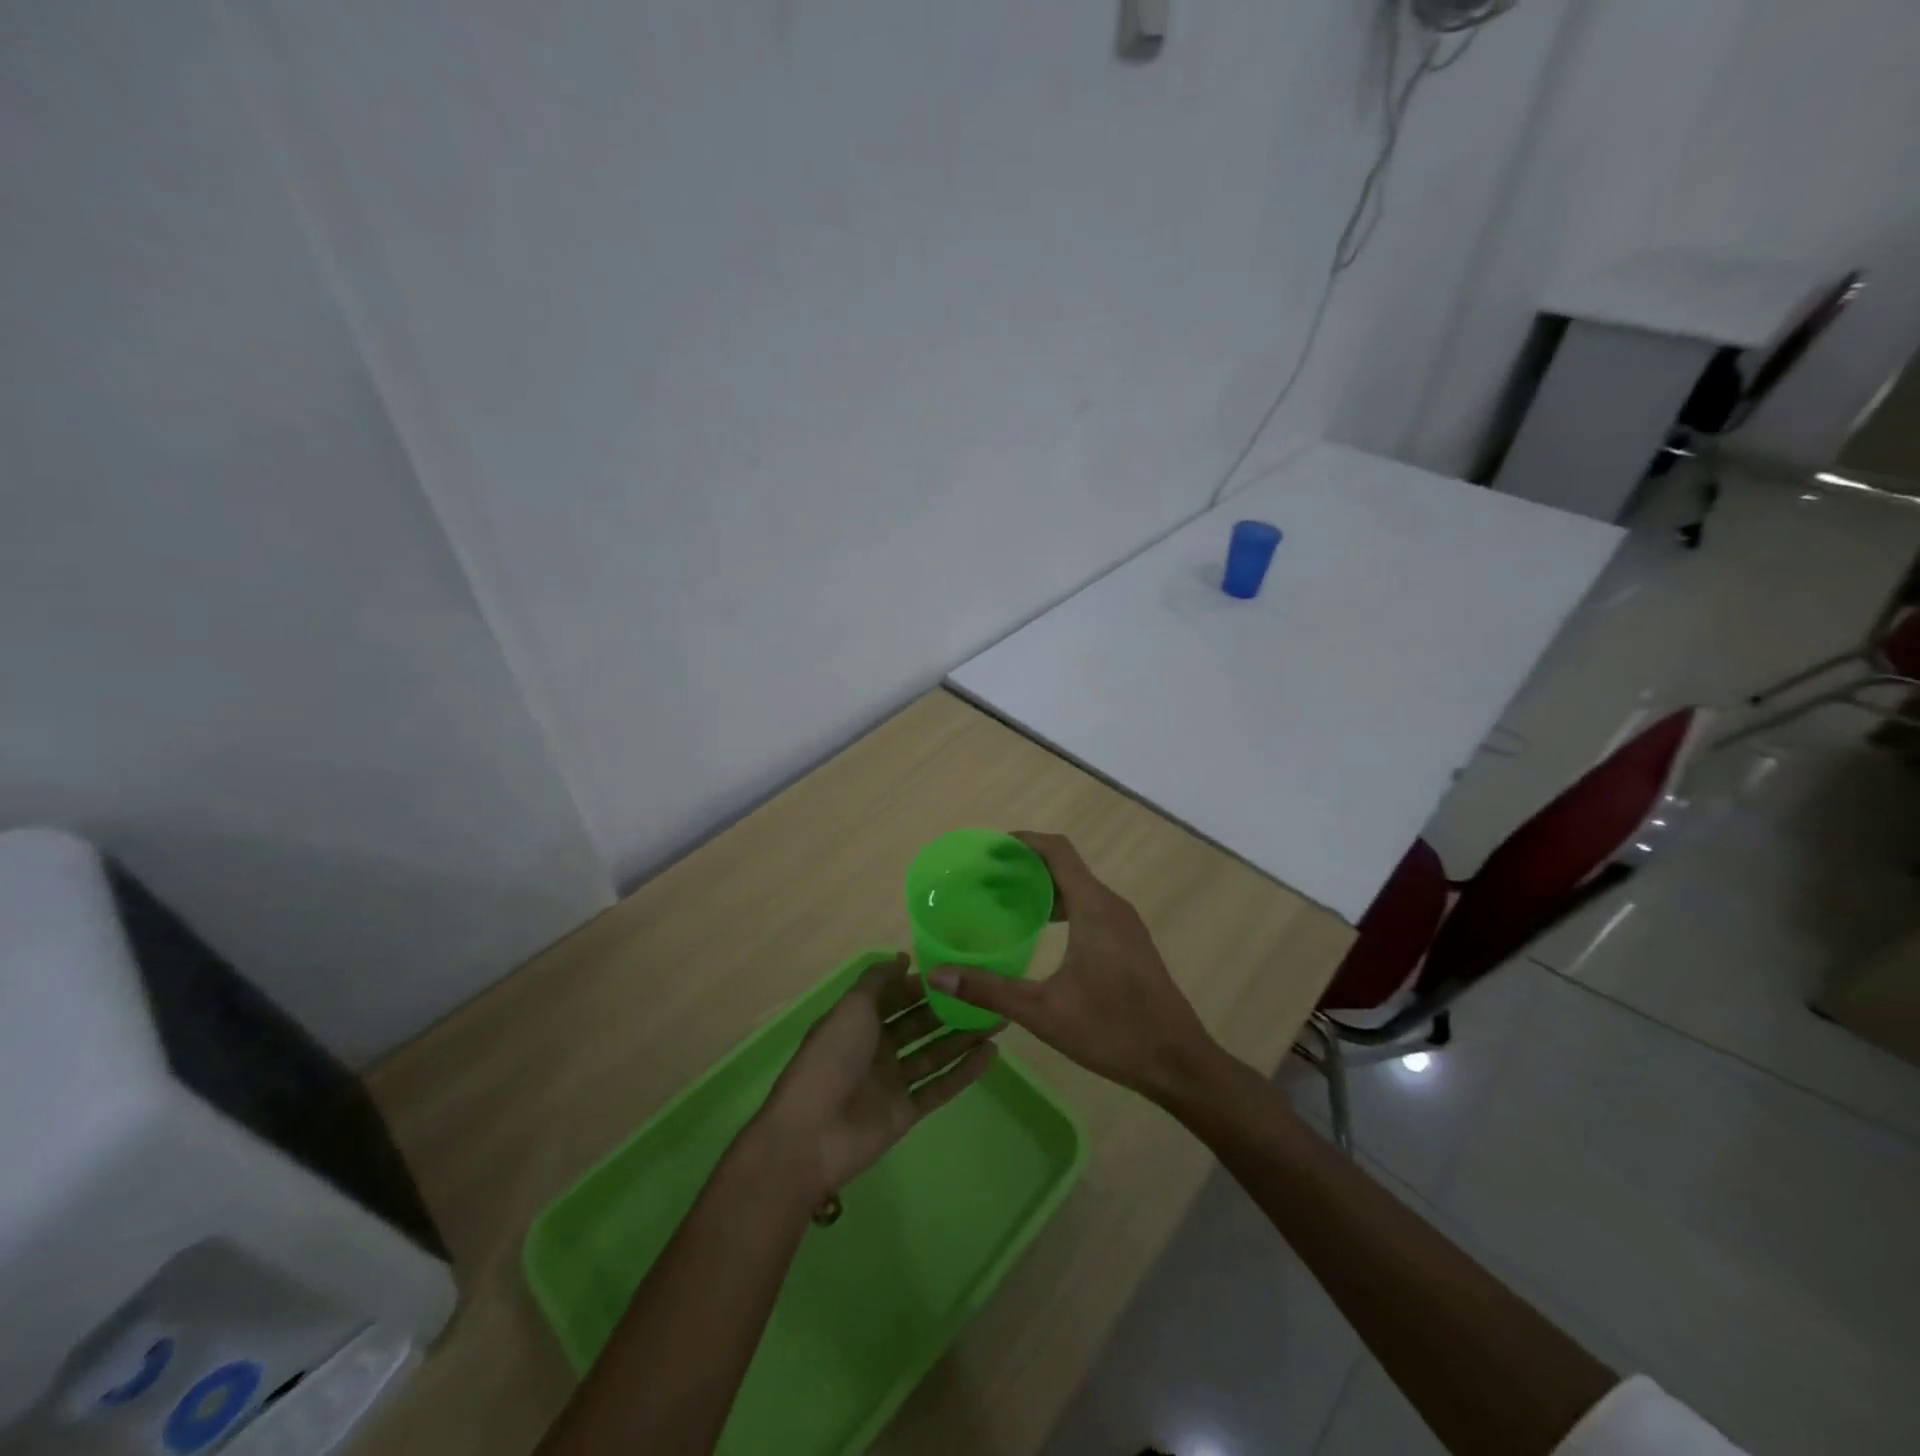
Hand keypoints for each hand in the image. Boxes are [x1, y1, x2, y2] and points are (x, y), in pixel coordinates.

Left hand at [753, 953, 997, 1199]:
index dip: (926, 984)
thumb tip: (904, 957)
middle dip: (952, 1009)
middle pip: (920, 1023)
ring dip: (964, 1037)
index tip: (960, 971)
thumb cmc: (831, 1058)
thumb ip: (878, 981)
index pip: (898, 996)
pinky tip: (992, 1054)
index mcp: (860, 1020)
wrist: (811, 1134)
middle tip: (990, 994)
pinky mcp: (906, 1112)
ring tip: (1000, 1019)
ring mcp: (893, 1081)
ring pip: (935, 1053)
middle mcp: (878, 1047)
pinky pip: (940, 1087)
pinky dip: (964, 1072)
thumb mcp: (852, 1008)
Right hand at [929, 832, 1220, 1104]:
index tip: (990, 851)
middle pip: (1066, 867)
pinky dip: (1063, 907)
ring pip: (1080, 889)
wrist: (1178, 1062)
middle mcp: (1112, 905)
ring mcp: (1126, 924)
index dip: (1024, 843)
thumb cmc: (1112, 1031)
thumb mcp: (1043, 1012)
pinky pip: (1091, 908)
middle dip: (1026, 868)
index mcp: (1094, 908)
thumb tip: (938, 974)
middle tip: (987, 882)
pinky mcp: (1131, 943)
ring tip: (1007, 905)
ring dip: (1045, 889)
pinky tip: (1042, 934)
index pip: (1057, 851)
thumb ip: (989, 990)